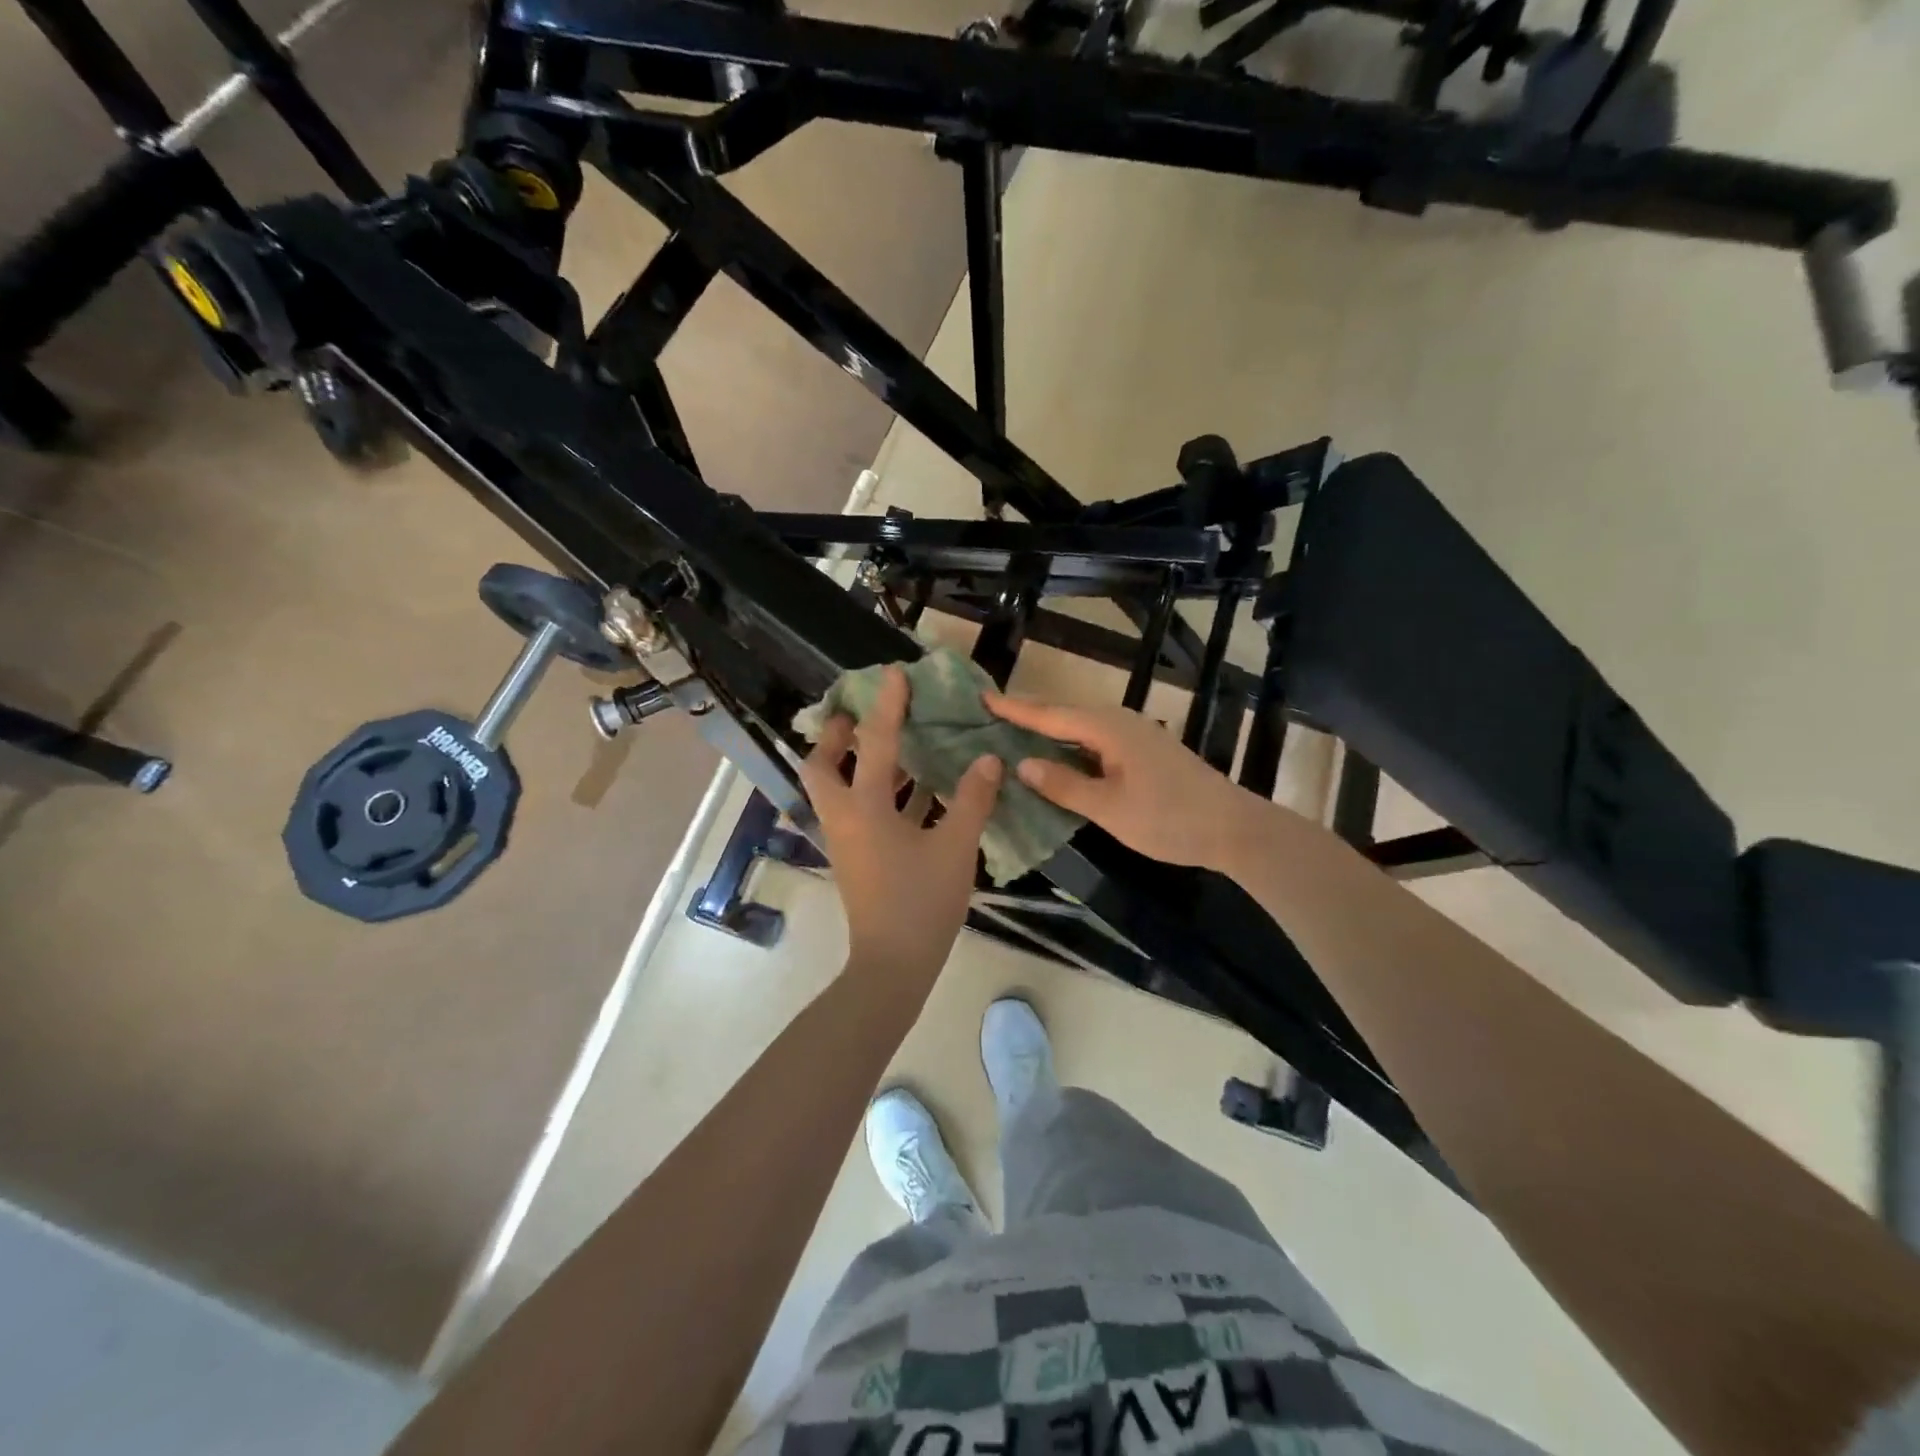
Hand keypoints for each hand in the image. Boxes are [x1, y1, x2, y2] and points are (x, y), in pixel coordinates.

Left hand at [800, 666, 1002, 981]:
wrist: (893, 965)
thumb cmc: (921, 902)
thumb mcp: (954, 847)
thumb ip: (972, 800)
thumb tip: (988, 760)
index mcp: (864, 809)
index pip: (875, 744)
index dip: (887, 706)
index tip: (894, 674)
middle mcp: (846, 818)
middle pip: (823, 767)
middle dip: (837, 737)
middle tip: (860, 716)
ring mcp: (848, 841)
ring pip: (842, 790)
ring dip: (861, 764)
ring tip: (895, 744)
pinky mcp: (859, 859)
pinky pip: (864, 813)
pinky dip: (883, 795)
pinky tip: (918, 791)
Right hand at [983, 693, 1268, 870]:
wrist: (1232, 828)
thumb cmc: (1168, 818)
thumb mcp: (1109, 807)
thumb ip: (1064, 785)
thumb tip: (1022, 764)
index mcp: (1107, 729)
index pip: (1050, 716)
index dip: (1015, 709)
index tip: (982, 699)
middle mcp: (1119, 723)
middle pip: (1064, 715)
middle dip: (1028, 715)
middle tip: (990, 716)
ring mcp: (1134, 736)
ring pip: (1080, 729)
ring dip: (1048, 731)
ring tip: (1014, 735)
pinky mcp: (1143, 752)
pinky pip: (1095, 741)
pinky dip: (1070, 747)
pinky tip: (1058, 758)